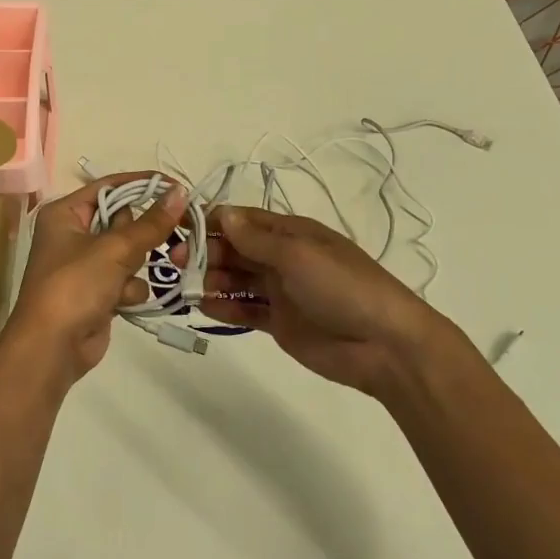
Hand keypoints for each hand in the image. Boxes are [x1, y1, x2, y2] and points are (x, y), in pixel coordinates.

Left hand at [0, 173, 187, 383]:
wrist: (52, 347)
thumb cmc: (75, 285)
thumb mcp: (115, 249)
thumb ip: (151, 223)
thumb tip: (180, 193)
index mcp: (65, 213)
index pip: (109, 186)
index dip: (143, 185)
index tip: (178, 188)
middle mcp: (73, 235)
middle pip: (123, 220)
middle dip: (139, 236)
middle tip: (160, 238)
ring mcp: (85, 266)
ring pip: (129, 252)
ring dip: (134, 267)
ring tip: (123, 280)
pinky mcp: (97, 292)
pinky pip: (126, 280)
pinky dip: (128, 290)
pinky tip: (121, 303)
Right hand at [200, 204, 477, 397]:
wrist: (384, 344)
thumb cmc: (342, 286)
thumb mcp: (298, 254)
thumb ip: (256, 239)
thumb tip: (222, 214)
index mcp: (290, 232)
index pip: (242, 220)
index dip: (211, 222)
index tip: (178, 229)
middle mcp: (281, 257)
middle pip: (234, 248)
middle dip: (205, 252)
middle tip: (175, 263)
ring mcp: (280, 290)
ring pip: (235, 278)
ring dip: (211, 279)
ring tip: (189, 287)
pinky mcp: (278, 322)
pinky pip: (244, 309)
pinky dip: (223, 307)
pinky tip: (203, 307)